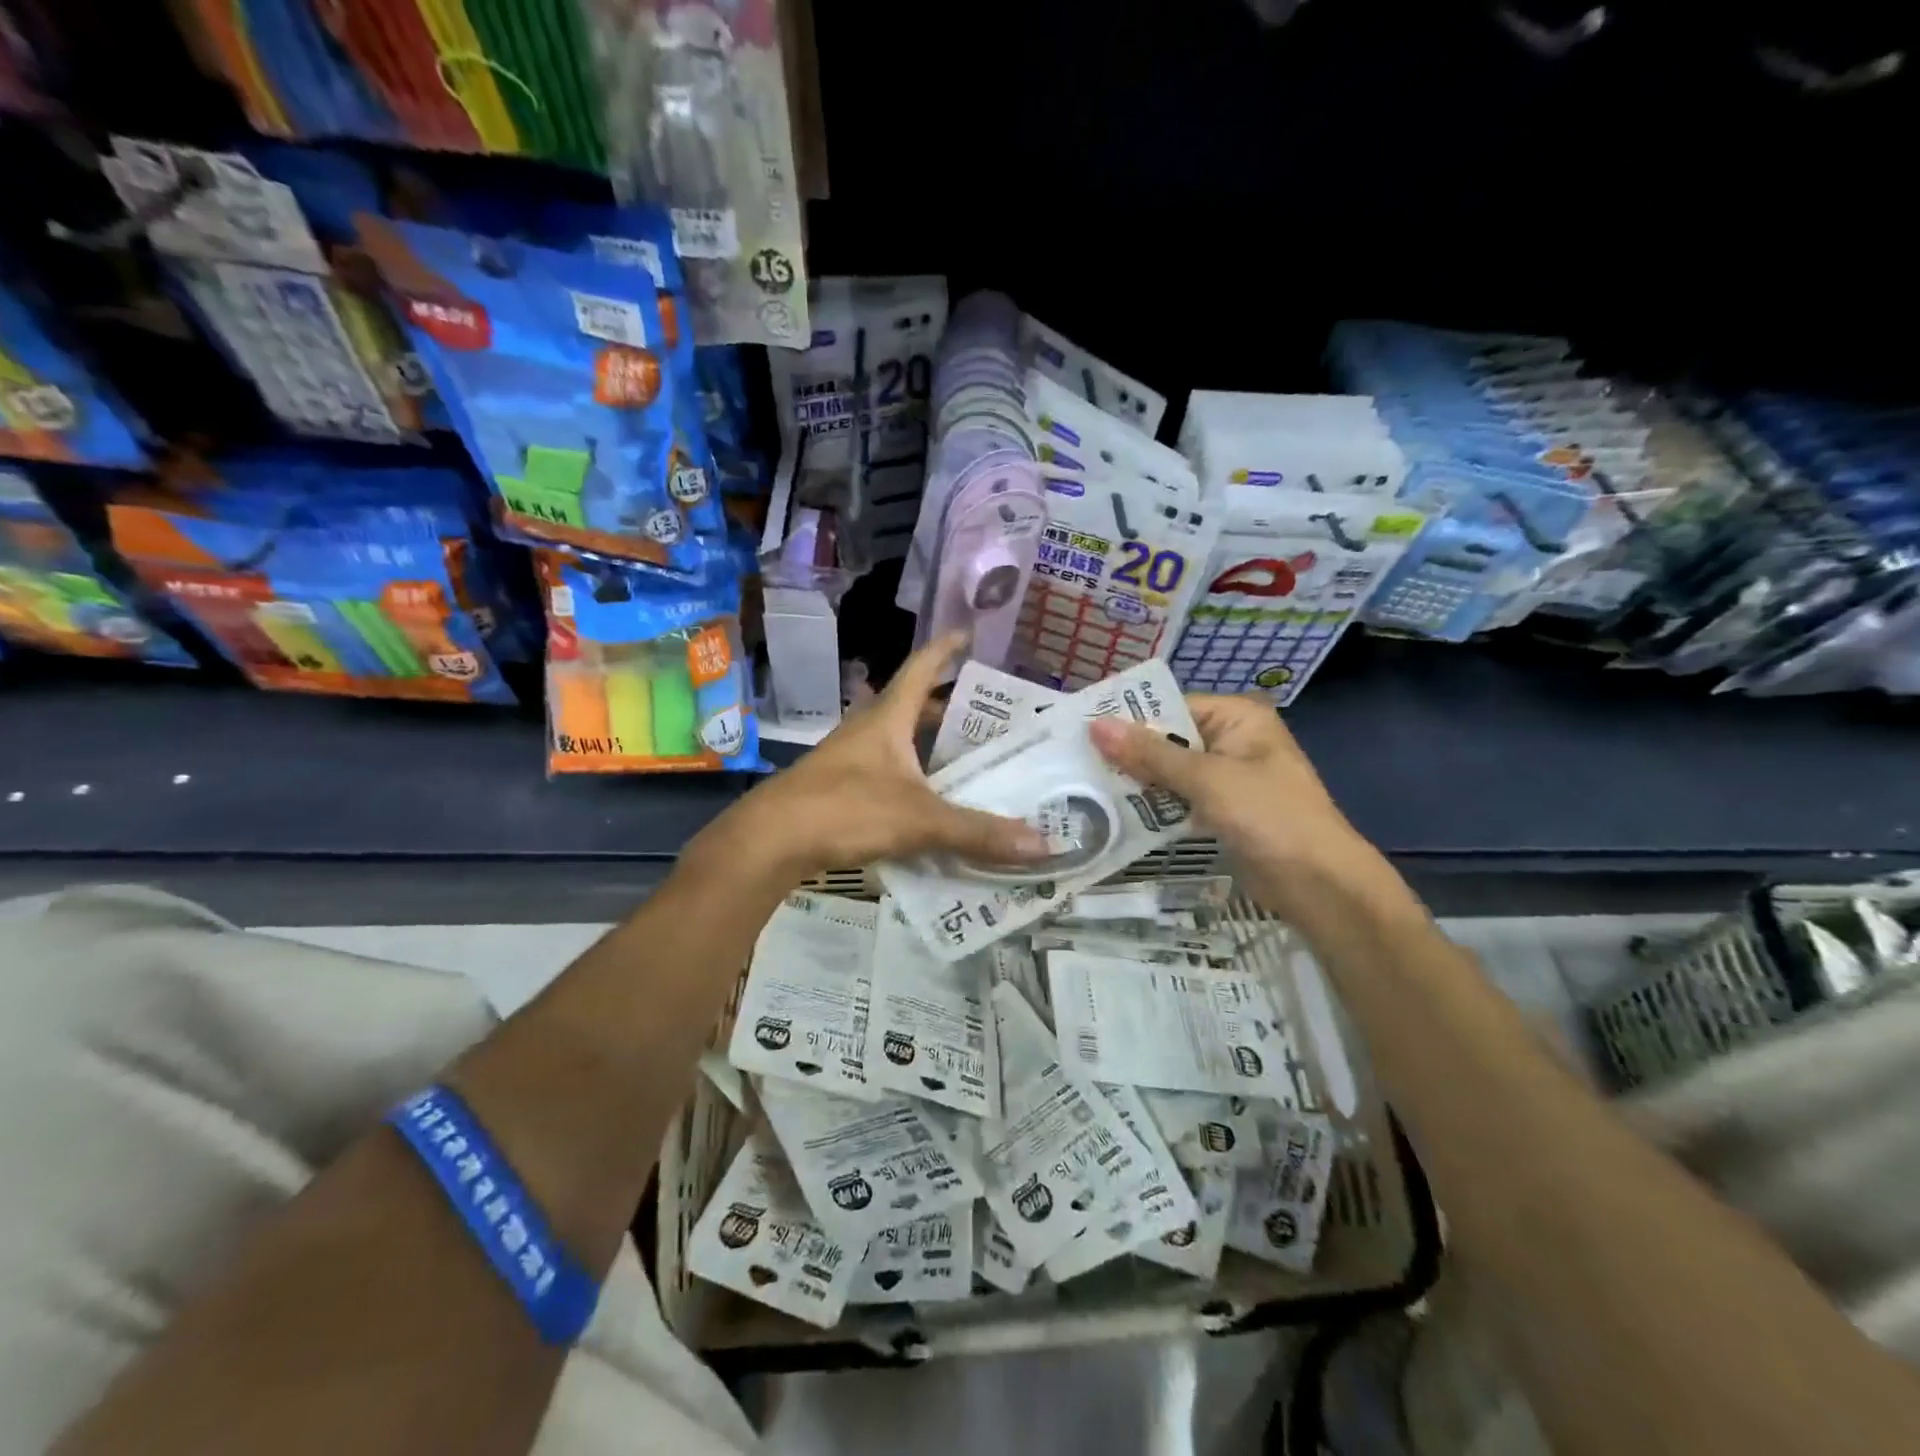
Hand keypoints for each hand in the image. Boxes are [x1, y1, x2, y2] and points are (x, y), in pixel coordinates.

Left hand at [708, 634, 1047, 882]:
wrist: (769, 841)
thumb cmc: (844, 810)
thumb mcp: (919, 820)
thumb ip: (978, 832)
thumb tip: (1043, 845)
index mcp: (887, 718)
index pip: (921, 668)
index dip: (946, 649)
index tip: (969, 634)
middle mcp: (867, 731)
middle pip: (912, 707)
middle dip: (947, 707)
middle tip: (987, 715)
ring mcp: (849, 759)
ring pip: (898, 742)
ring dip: (928, 746)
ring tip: (966, 760)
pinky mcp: (838, 789)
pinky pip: (886, 773)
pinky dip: (912, 779)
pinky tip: (930, 803)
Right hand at [1088, 694, 1399, 920]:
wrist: (1319, 884)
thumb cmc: (1268, 816)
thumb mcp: (1206, 779)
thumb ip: (1150, 754)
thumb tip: (1095, 725)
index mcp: (1237, 717)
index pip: (1171, 707)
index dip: (1128, 719)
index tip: (1081, 731)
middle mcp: (1231, 740)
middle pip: (1167, 739)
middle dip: (1128, 753)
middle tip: (1074, 761)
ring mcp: (1227, 778)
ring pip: (1169, 772)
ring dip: (1136, 782)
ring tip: (1084, 786)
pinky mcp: (1221, 811)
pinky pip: (1178, 799)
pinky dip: (1153, 806)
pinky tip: (1116, 812)